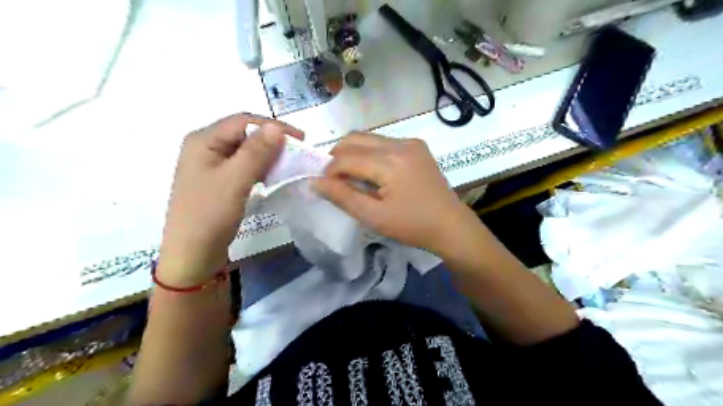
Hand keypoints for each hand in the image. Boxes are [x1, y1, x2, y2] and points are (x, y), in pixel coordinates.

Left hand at [158, 114, 302, 284]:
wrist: (192, 255)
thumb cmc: (210, 215)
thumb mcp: (235, 181)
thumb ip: (256, 152)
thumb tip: (277, 127)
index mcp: (203, 140)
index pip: (243, 121)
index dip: (273, 126)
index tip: (301, 139)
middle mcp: (205, 147)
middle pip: (243, 134)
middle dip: (272, 140)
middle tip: (297, 151)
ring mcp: (210, 165)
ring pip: (245, 150)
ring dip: (268, 154)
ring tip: (288, 163)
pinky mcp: (218, 181)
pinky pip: (243, 166)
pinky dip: (260, 167)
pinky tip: (272, 175)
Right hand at [316, 131, 475, 255]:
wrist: (451, 225)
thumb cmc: (412, 226)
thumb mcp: (374, 217)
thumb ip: (343, 197)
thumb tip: (315, 182)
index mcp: (390, 162)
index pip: (346, 157)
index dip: (329, 171)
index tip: (324, 186)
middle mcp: (400, 143)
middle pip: (355, 139)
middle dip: (338, 157)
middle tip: (335, 180)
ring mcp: (411, 142)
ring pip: (368, 138)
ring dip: (354, 154)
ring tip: (353, 177)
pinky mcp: (417, 146)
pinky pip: (383, 142)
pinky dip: (370, 153)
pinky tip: (374, 173)